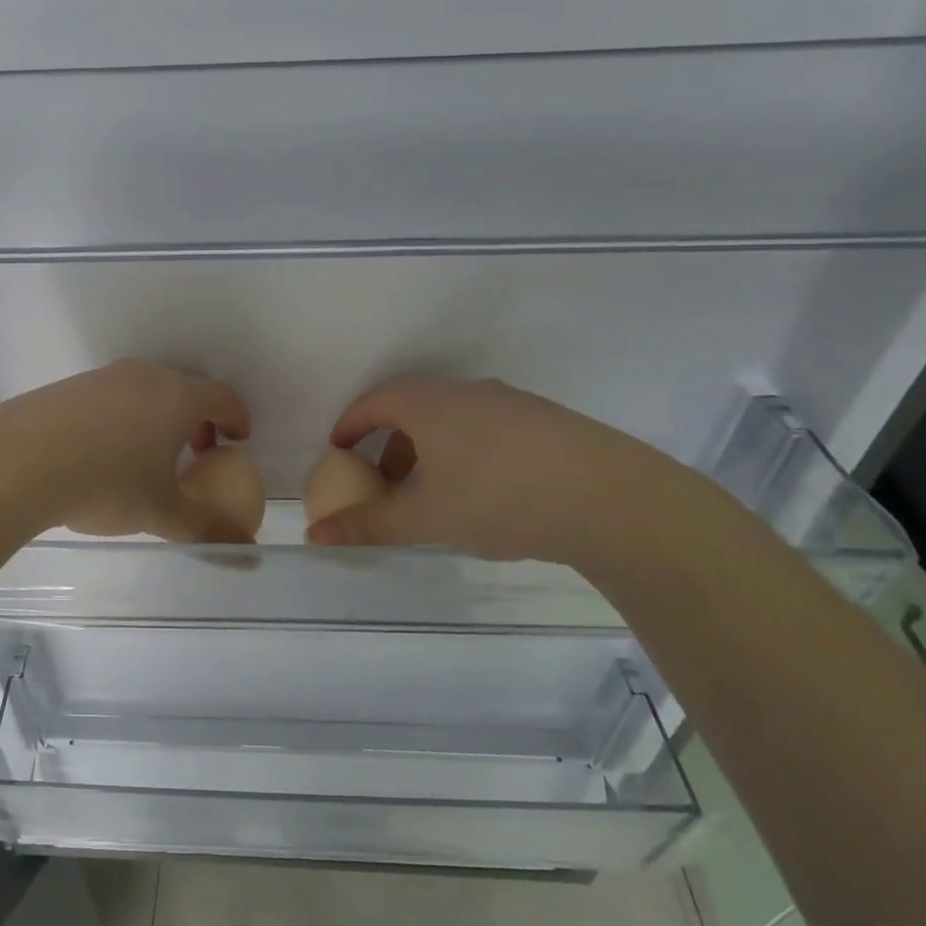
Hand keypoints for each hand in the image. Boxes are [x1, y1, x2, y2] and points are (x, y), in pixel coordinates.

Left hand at [0, 360, 255, 542]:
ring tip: (149, 456)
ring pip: (146, 391)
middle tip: (197, 453)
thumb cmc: (107, 483)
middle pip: (185, 389)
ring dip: (159, 418)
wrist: (20, 460)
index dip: (236, 418)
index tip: (237, 440)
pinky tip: (104, 453)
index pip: (222, 397)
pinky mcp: (70, 386)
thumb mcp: (162, 513)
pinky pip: (112, 397)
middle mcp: (145, 376)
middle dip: (198, 420)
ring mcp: (104, 377)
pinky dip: (124, 418)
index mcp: (177, 397)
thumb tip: (246, 552)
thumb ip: (207, 530)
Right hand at [304, 377, 720, 568]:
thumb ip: (368, 525)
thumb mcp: (425, 519)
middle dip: (387, 441)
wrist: (610, 498)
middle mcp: (464, 392)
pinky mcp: (543, 419)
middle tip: (382, 479)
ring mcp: (508, 402)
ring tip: (431, 490)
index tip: (338, 454)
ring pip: (450, 418)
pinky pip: (484, 426)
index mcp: (427, 404)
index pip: (372, 403)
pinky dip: (464, 449)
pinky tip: (483, 490)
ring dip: (428, 447)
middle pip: (410, 407)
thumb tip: (314, 534)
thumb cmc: (499, 499)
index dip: (348, 428)